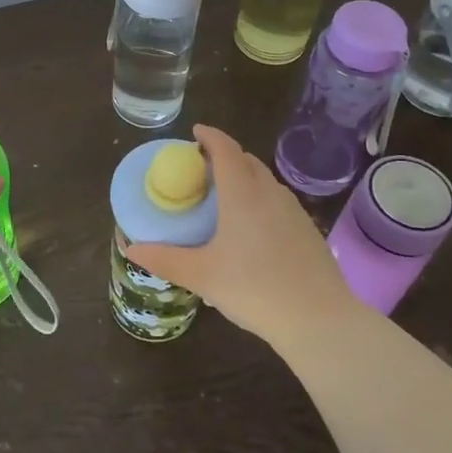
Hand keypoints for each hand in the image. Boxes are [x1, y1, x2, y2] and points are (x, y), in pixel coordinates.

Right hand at [125, 124, 358, 344]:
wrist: (319, 319)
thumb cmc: (255, 289)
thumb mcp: (203, 276)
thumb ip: (166, 260)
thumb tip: (132, 249)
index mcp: (242, 194)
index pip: (225, 149)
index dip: (210, 136)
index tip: (195, 133)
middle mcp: (270, 193)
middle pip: (246, 160)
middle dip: (224, 156)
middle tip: (202, 169)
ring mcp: (293, 210)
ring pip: (265, 180)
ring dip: (244, 177)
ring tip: (224, 197)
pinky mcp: (307, 229)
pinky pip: (278, 201)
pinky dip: (260, 199)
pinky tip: (252, 228)